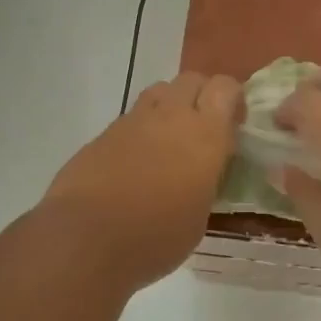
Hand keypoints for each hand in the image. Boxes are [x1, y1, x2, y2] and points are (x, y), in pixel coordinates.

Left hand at [42, 72, 241, 287]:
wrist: (85, 240)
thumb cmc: (156, 237)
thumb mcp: (199, 216)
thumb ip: (205, 181)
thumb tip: (201, 173)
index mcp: (205, 135)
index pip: (225, 87)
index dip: (233, 99)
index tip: (234, 125)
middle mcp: (170, 117)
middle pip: (191, 80)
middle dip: (201, 96)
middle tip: (203, 130)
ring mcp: (132, 122)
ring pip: (159, 92)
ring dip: (170, 107)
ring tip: (169, 142)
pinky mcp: (102, 135)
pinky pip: (130, 119)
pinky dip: (140, 131)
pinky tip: (136, 163)